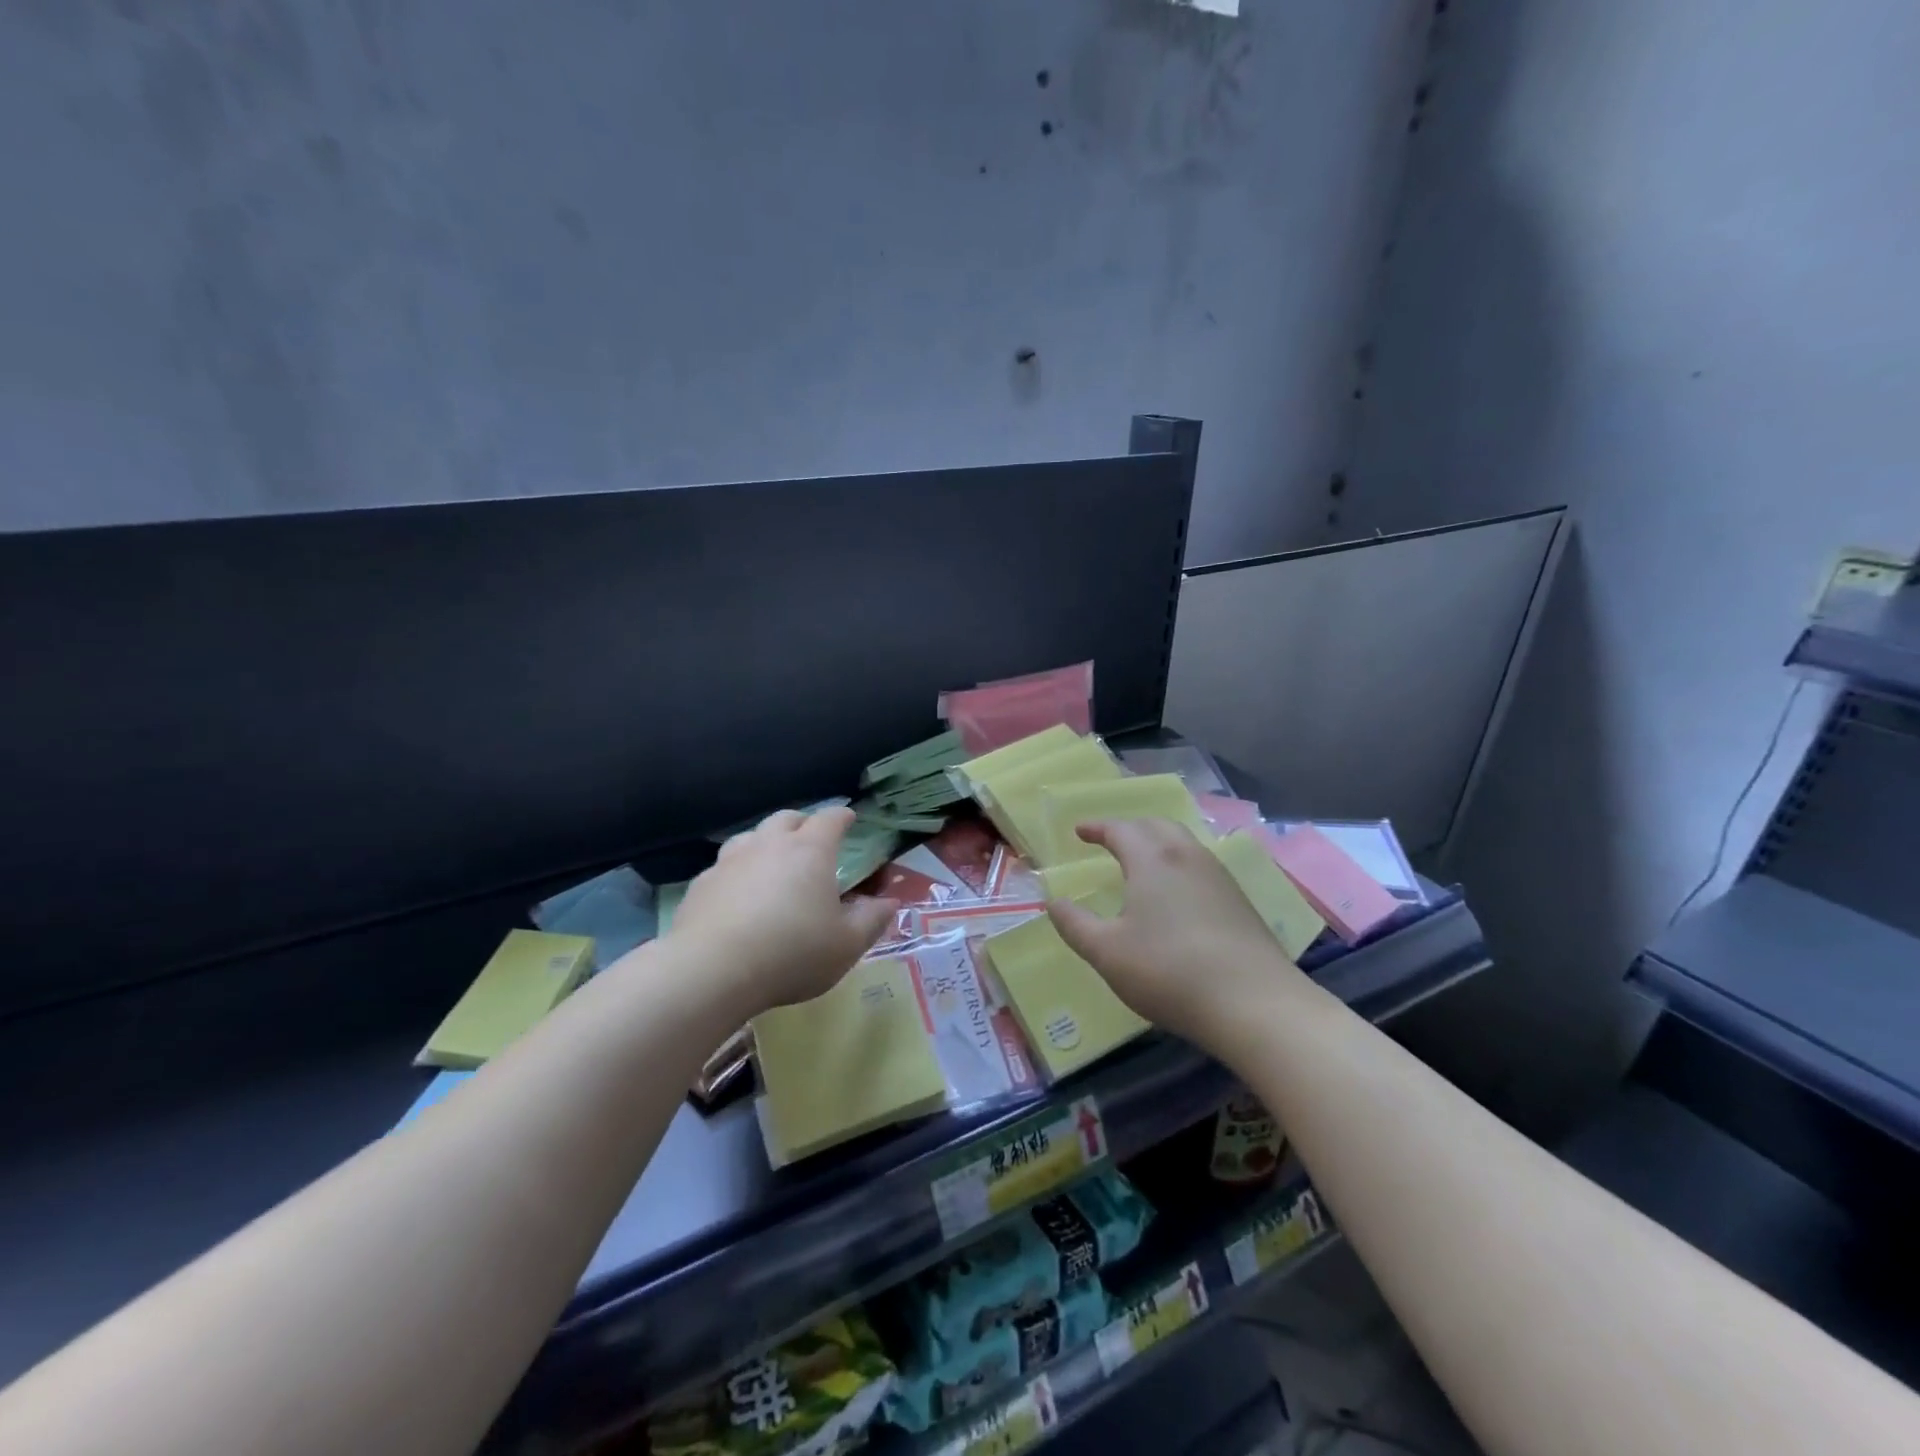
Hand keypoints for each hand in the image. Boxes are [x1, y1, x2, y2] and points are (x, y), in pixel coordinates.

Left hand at [670, 807, 896, 1016]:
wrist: (713, 970)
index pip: (830, 819)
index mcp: (810, 851)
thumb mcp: (847, 944)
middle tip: (811, 840)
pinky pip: (724, 866)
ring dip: (766, 842)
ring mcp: (730, 860)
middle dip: (802, 823)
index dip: (842, 816)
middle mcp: (769, 844)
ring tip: (772, 863)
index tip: (849, 819)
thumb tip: (889, 902)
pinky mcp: (701, 883)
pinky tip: (738, 895)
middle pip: (787, 818)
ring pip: (751, 836)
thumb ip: (872, 920)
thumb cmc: (792, 953)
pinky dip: (737, 872)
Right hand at [1046, 819, 1304, 1045]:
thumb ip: (1075, 924)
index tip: (1079, 831)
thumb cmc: (1168, 971)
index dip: (1097, 827)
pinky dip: (1178, 863)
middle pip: (1156, 825)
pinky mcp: (1239, 900)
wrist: (1254, 1003)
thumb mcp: (1107, 952)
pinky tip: (1177, 892)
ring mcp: (1219, 876)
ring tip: (1142, 861)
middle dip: (1129, 827)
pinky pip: (1200, 865)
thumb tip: (1053, 902)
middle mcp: (1187, 856)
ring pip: (1183, 842)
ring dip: (1157, 842)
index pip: (1120, 829)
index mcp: (1152, 859)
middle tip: (1110, 840)